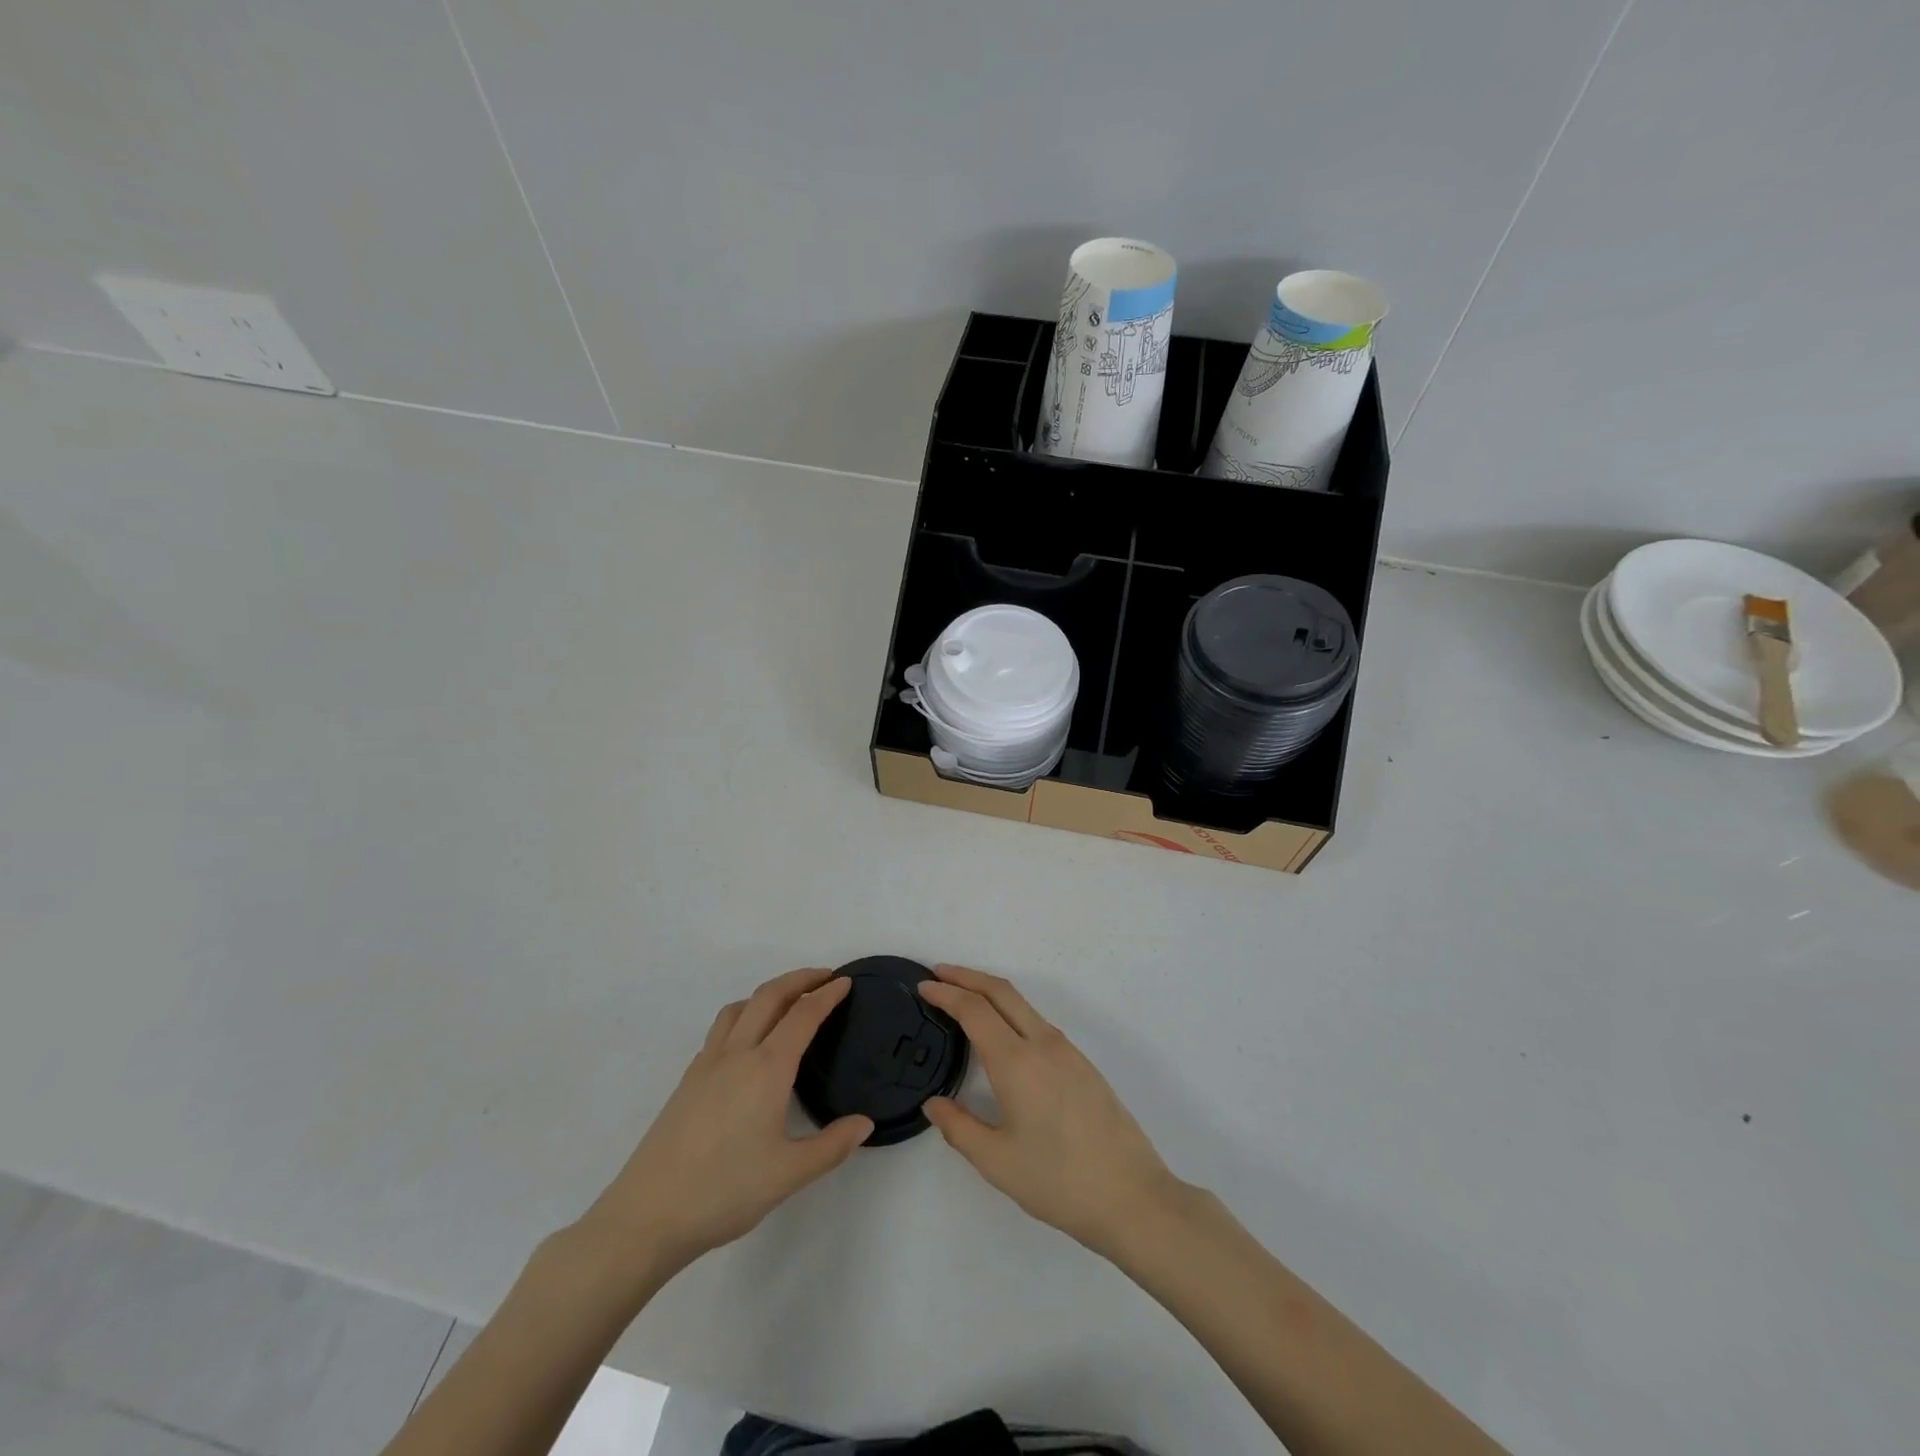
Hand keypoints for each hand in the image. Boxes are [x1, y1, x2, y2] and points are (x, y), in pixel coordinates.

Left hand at [575, 969, 871, 1280]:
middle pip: (769, 996)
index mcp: (767, 1068)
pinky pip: (720, 1030)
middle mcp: (737, 1054)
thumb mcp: (789, 1175)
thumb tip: (865, 1123)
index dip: (827, 994)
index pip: (803, 1015)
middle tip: (824, 977)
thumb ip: (832, 1146)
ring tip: (787, 1003)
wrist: (647, 1215)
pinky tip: (747, 1045)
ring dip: (767, 993)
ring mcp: (707, 1064)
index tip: (845, 982)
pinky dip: (743, 1018)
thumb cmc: (724, 1191)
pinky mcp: (688, 1081)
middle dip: (799, 979)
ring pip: (739, 1008)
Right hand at [920, 965, 1180, 1256]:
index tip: (923, 986)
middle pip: (1001, 992)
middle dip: (967, 976)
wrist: (1132, 1196)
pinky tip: (1001, 1034)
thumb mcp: (997, 1162)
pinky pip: (1038, 1022)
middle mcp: (1043, 1043)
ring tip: (963, 1000)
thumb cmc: (1059, 1181)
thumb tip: (934, 1103)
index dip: (946, 993)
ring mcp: (1067, 1051)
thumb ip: (959, 1127)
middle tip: (938, 974)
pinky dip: (1010, 1012)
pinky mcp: (1082, 1063)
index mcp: (1017, 1062)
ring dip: (990, 992)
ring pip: (1022, 1004)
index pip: (974, 1010)